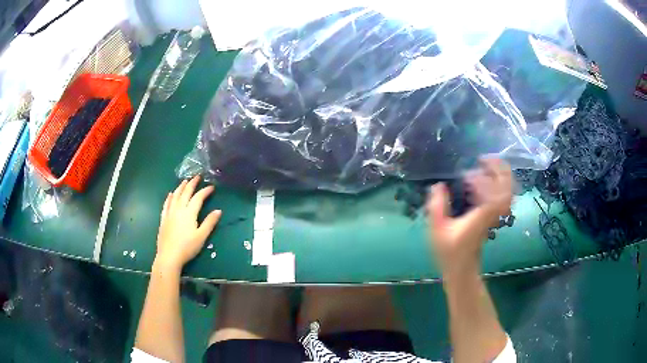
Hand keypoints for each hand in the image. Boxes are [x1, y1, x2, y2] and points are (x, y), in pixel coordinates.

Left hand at [155, 176, 221, 271]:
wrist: (169, 256)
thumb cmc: (187, 247)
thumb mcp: (201, 236)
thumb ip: (209, 223)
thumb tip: (218, 211)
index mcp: (189, 213)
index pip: (198, 198)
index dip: (205, 191)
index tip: (211, 187)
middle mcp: (179, 209)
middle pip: (185, 193)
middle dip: (192, 184)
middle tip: (197, 177)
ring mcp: (169, 213)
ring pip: (175, 196)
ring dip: (181, 187)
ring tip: (185, 181)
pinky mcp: (163, 219)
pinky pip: (166, 204)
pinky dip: (169, 198)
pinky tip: (170, 194)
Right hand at [426, 158, 512, 275]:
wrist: (462, 269)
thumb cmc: (449, 251)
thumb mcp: (437, 229)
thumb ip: (437, 206)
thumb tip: (439, 185)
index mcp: (482, 215)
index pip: (496, 192)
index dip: (486, 178)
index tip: (466, 175)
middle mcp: (493, 212)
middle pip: (508, 187)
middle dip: (499, 169)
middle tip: (483, 159)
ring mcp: (495, 214)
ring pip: (508, 190)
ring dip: (498, 175)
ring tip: (482, 166)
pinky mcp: (492, 214)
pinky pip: (501, 194)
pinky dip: (495, 183)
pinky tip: (479, 181)